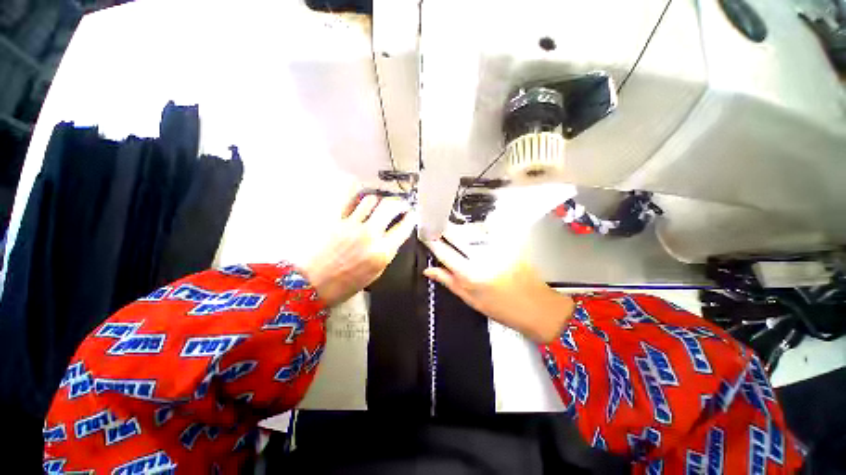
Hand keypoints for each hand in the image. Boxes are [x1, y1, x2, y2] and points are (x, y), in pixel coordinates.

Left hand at [303, 194, 415, 306]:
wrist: (314, 284)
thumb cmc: (347, 284)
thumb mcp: (376, 272)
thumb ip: (387, 252)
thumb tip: (394, 237)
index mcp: (382, 252)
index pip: (403, 227)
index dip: (411, 218)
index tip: (412, 215)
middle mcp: (370, 235)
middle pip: (390, 206)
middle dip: (399, 203)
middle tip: (401, 205)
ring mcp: (352, 226)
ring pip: (371, 200)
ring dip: (380, 199)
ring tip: (382, 203)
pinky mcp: (337, 221)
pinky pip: (351, 202)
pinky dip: (359, 198)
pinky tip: (363, 200)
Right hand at [423, 237, 573, 343]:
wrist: (536, 307)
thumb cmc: (501, 308)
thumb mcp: (470, 299)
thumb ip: (448, 281)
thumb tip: (429, 270)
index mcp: (470, 274)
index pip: (445, 253)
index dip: (433, 243)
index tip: (427, 236)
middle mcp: (482, 257)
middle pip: (457, 238)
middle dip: (446, 234)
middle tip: (440, 233)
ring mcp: (497, 248)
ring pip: (471, 234)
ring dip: (462, 234)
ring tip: (460, 240)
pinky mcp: (509, 244)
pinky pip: (487, 235)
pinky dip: (478, 236)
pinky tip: (478, 243)